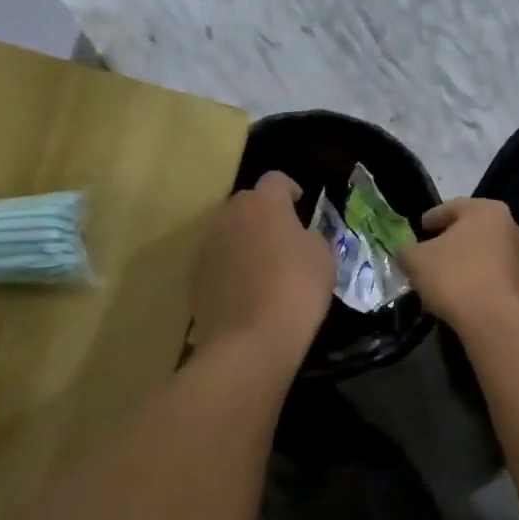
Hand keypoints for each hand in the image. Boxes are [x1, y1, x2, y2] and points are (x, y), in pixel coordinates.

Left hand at [192, 171, 334, 357]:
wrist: (251, 340)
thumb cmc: (296, 290)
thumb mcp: (323, 257)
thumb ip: (310, 236)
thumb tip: (299, 237)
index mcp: (263, 203)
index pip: (275, 180)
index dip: (290, 190)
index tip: (301, 205)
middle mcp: (229, 215)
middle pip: (246, 203)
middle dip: (264, 214)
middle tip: (283, 236)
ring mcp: (208, 246)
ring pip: (228, 232)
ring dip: (244, 240)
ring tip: (263, 265)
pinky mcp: (195, 276)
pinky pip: (218, 260)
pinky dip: (231, 267)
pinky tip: (246, 290)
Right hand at [396, 197, 518, 330]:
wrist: (495, 320)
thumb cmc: (454, 277)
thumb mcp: (416, 260)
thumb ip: (406, 250)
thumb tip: (406, 252)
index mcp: (487, 210)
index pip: (452, 208)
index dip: (430, 219)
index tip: (418, 230)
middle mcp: (511, 226)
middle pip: (471, 230)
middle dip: (449, 241)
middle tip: (429, 253)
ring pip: (484, 253)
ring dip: (464, 261)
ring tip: (443, 278)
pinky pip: (493, 275)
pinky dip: (477, 279)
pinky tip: (461, 294)